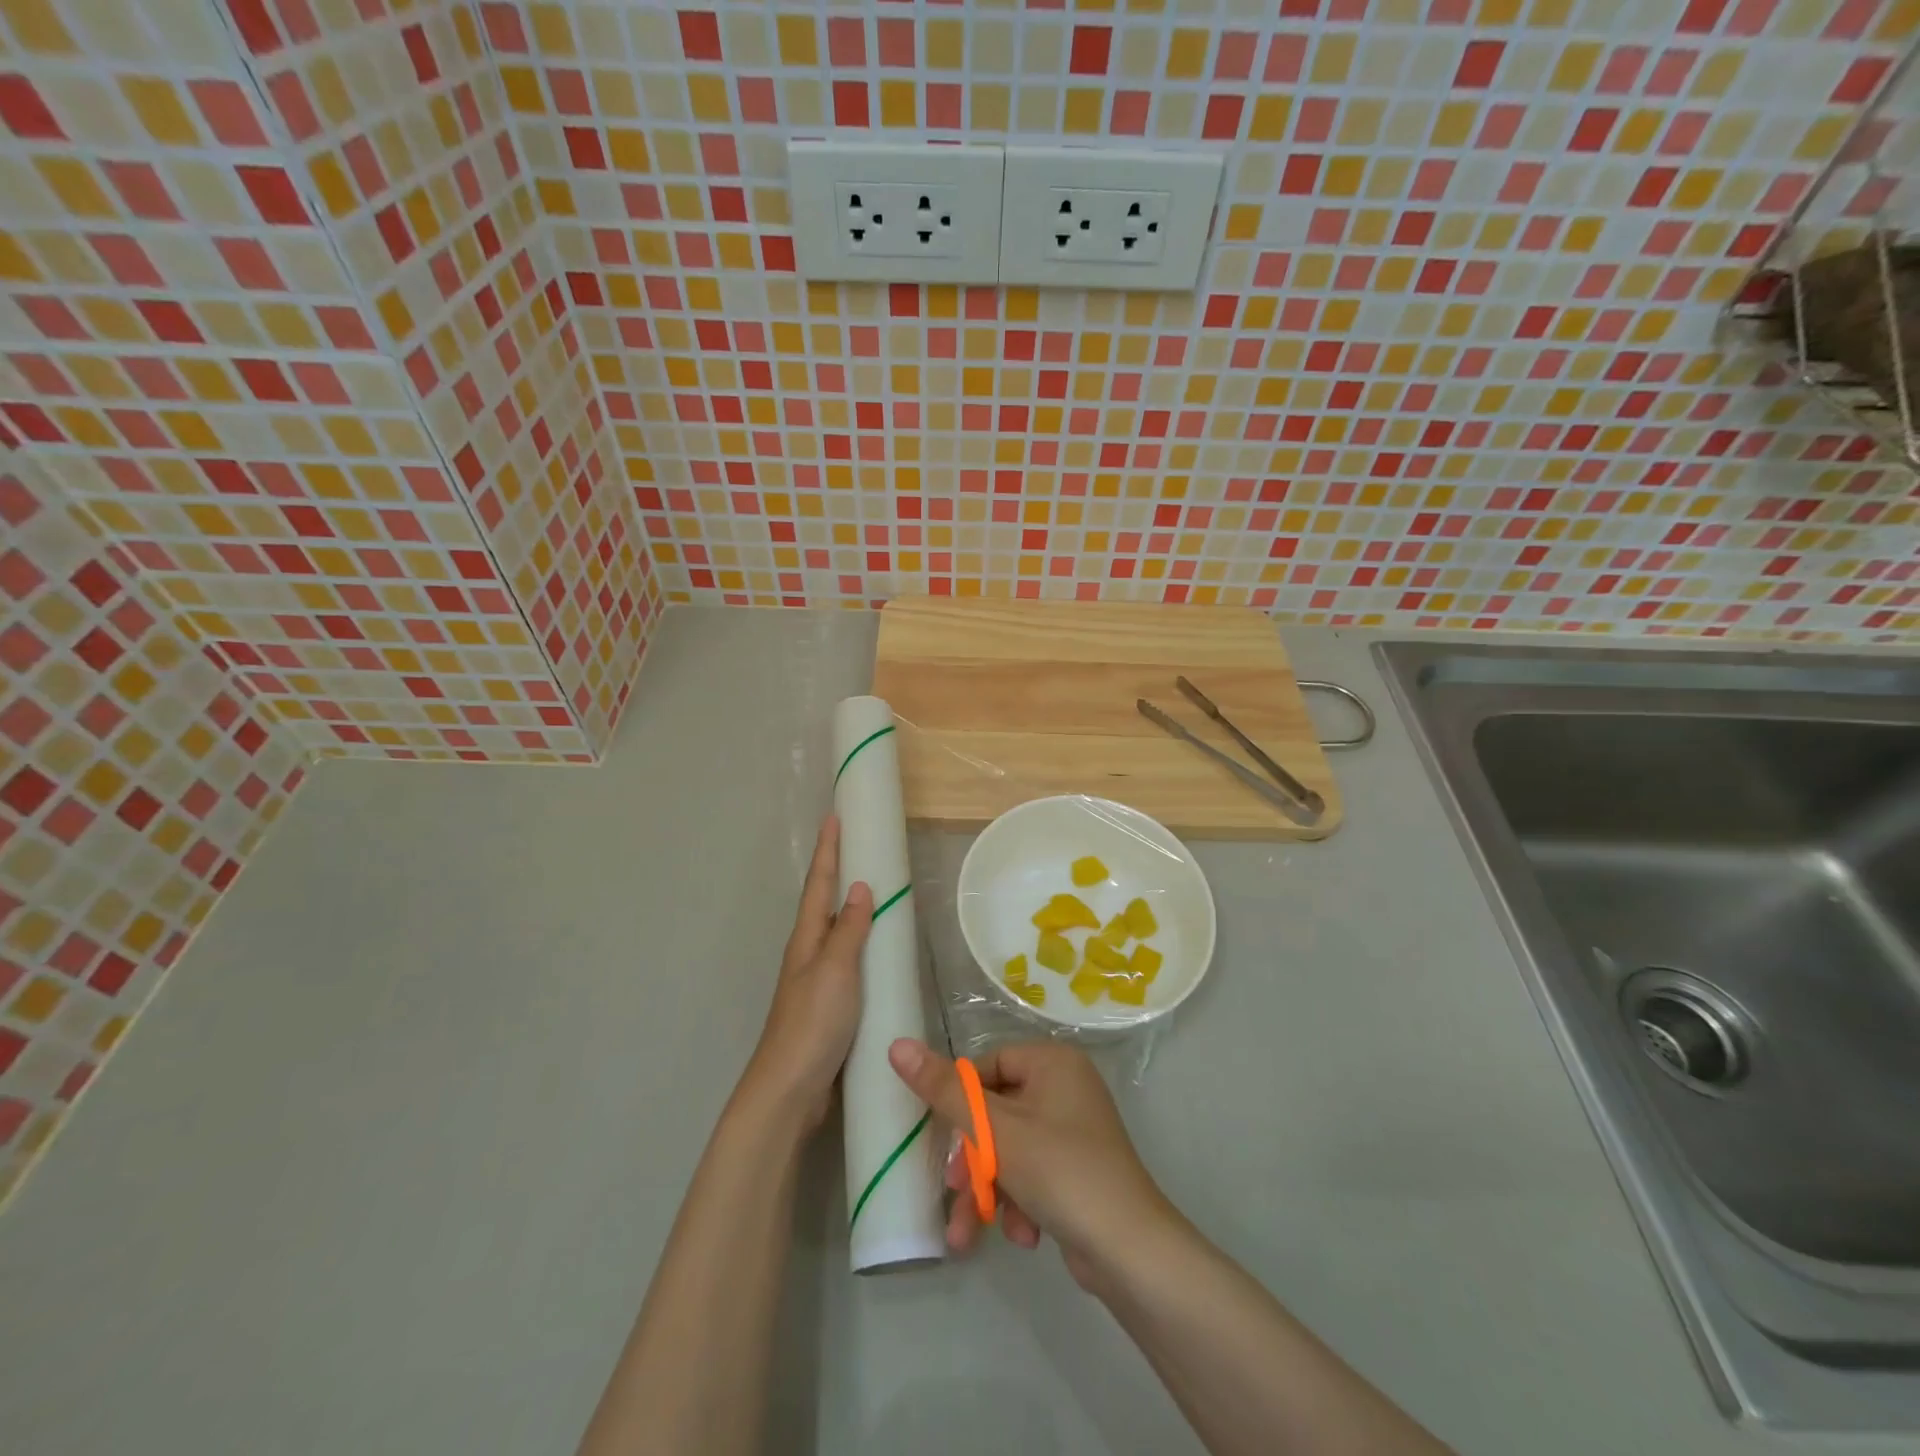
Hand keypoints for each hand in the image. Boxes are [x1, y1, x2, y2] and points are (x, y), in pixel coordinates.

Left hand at [740, 817, 872, 1131]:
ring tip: (872, 886)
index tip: (834, 817)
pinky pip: (847, 959)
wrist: (790, 1088)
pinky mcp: (828, 1003)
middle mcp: (808, 952)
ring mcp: (817, 979)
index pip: (819, 884)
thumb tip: (861, 887)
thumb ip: (849, 930)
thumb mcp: (835, 971)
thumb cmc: (812, 1023)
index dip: (828, 851)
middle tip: (856, 844)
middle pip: (824, 902)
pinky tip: (876, 949)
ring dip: (849, 904)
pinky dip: (860, 941)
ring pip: (835, 930)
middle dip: (837, 871)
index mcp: (806, 939)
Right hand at [887, 1038, 1177, 1289]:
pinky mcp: (1077, 1169)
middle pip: (996, 1113)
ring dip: (989, 1190)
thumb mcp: (995, 1130)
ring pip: (1010, 1150)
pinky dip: (1019, 1202)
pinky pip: (1033, 1173)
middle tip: (956, 1191)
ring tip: (970, 1232)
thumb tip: (897, 1045)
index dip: (960, 1103)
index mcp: (1052, 1061)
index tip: (943, 1138)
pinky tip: (1023, 1235)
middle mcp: (1066, 1087)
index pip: (987, 1066)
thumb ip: (944, 1090)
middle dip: (973, 1161)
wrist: (1130, 1252)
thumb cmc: (1060, 1171)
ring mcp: (1074, 1130)